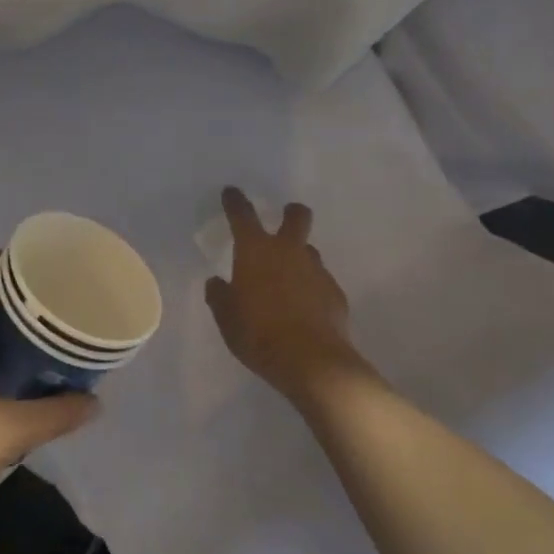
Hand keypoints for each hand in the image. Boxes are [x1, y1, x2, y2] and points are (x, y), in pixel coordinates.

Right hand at [205, 188, 375, 407]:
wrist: (312, 361)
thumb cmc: (258, 334)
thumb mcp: (226, 318)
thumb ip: (220, 296)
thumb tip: (217, 283)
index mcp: (255, 251)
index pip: (243, 215)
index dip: (236, 202)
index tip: (232, 192)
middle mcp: (289, 252)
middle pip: (296, 217)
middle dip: (291, 213)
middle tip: (286, 217)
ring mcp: (316, 270)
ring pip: (309, 250)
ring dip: (299, 256)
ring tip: (289, 278)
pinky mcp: (335, 293)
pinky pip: (320, 281)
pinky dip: (311, 287)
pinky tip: (305, 307)